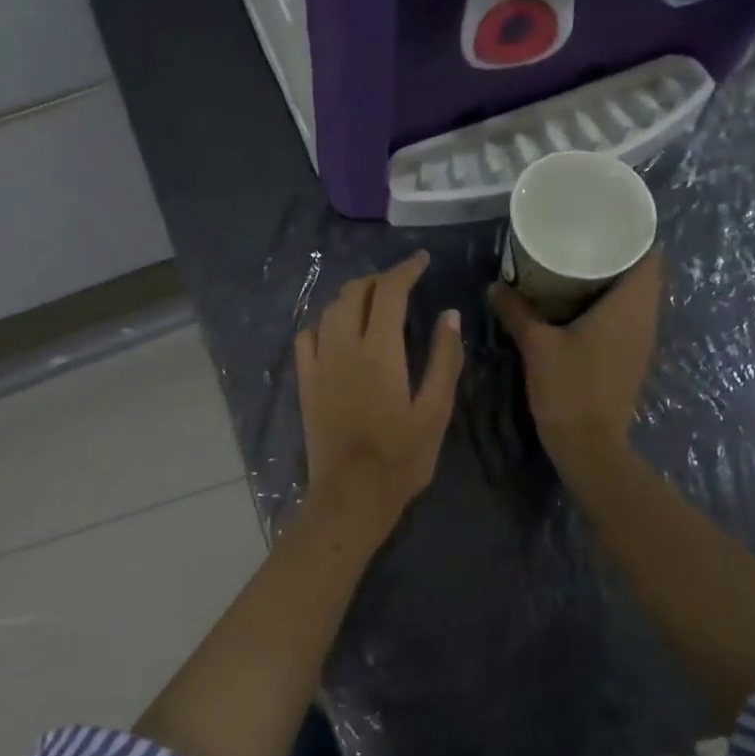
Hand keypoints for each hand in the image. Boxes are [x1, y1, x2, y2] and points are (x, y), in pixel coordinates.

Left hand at [295, 251, 464, 534]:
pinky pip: (306, 338)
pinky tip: (335, 331)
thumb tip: (450, 315)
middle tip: (401, 283)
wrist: (351, 494)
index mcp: (380, 351)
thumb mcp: (435, 411)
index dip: (406, 270)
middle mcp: (344, 347)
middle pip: (355, 293)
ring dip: (351, 296)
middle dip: (379, 279)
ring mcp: (319, 364)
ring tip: (372, 301)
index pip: (390, 292)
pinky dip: (323, 323)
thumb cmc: (402, 458)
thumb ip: (443, 359)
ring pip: (329, 311)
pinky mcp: (305, 382)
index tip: (422, 260)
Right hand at [489, 249, 663, 481]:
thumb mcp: (537, 345)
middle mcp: (645, 318)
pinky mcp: (631, 358)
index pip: (651, 255)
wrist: (589, 444)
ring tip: (578, 266)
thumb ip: (517, 312)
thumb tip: (495, 286)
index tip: (606, 221)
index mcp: (630, 305)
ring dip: (614, 281)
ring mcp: (641, 341)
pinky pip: (628, 318)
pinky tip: (579, 306)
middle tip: (583, 240)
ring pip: (637, 297)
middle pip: (644, 274)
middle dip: (618, 254)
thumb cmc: (569, 387)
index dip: (634, 234)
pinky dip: (610, 305)